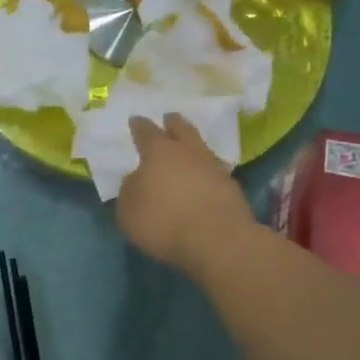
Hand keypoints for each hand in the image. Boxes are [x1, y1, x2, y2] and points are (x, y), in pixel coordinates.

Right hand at [116, 114, 258, 274]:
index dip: (139, 126)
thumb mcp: (128, 211)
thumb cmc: (163, 222)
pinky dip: (205, 171)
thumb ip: (129, 190)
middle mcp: (188, 152)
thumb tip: (136, 178)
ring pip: (201, 148)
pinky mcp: (231, 187)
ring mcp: (214, 168)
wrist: (216, 240)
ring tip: (187, 149)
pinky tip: (202, 177)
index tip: (135, 120)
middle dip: (173, 123)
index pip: (146, 132)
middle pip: (181, 129)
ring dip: (193, 146)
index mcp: (159, 153)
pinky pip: (214, 170)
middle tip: (169, 118)